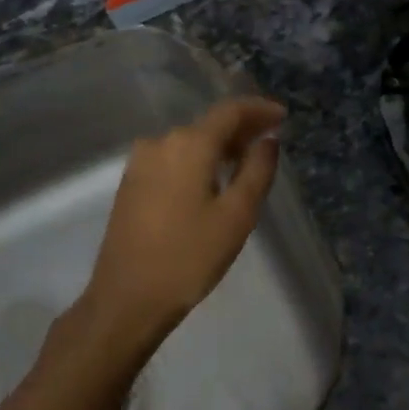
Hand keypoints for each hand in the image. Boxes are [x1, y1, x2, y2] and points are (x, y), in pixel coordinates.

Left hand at [77, 96, 285, 350]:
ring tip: (244, 163)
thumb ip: (257, 170)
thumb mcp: (237, 216)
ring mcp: (141, 161)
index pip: (230, 110)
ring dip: (219, 146)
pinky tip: (211, 180)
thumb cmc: (189, 257)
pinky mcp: (131, 182)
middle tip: (269, 141)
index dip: (259, 109)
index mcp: (189, 144)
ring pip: (190, 141)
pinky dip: (197, 160)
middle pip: (209, 124)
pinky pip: (173, 157)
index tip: (283, 116)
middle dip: (241, 129)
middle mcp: (161, 142)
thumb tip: (267, 141)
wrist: (125, 300)